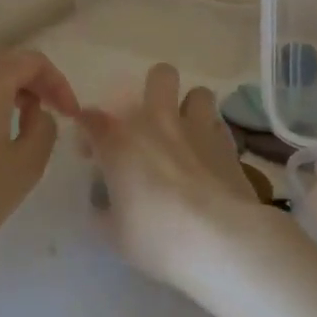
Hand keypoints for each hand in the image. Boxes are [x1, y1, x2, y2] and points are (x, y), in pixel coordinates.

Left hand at [0, 49, 79, 264]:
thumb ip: (43, 128)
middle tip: (49, 114)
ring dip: (2, 97)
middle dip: (30, 85)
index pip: (32, 62)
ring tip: (16, 131)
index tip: (70, 114)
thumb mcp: (27, 165)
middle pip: (1, 65)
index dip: (58, 83)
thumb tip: (34, 114)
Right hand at [79, 63, 272, 289]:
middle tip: (149, 123)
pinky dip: (211, 135)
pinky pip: (219, 124)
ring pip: (199, 92)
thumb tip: (103, 203)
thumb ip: (104, 210)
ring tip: (186, 134)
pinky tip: (209, 157)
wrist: (221, 240)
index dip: (87, 131)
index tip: (91, 154)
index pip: (92, 118)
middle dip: (153, 91)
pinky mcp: (229, 144)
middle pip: (160, 76)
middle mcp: (158, 122)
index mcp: (120, 141)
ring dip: (190, 108)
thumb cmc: (157, 237)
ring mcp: (198, 129)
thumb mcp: (115, 234)